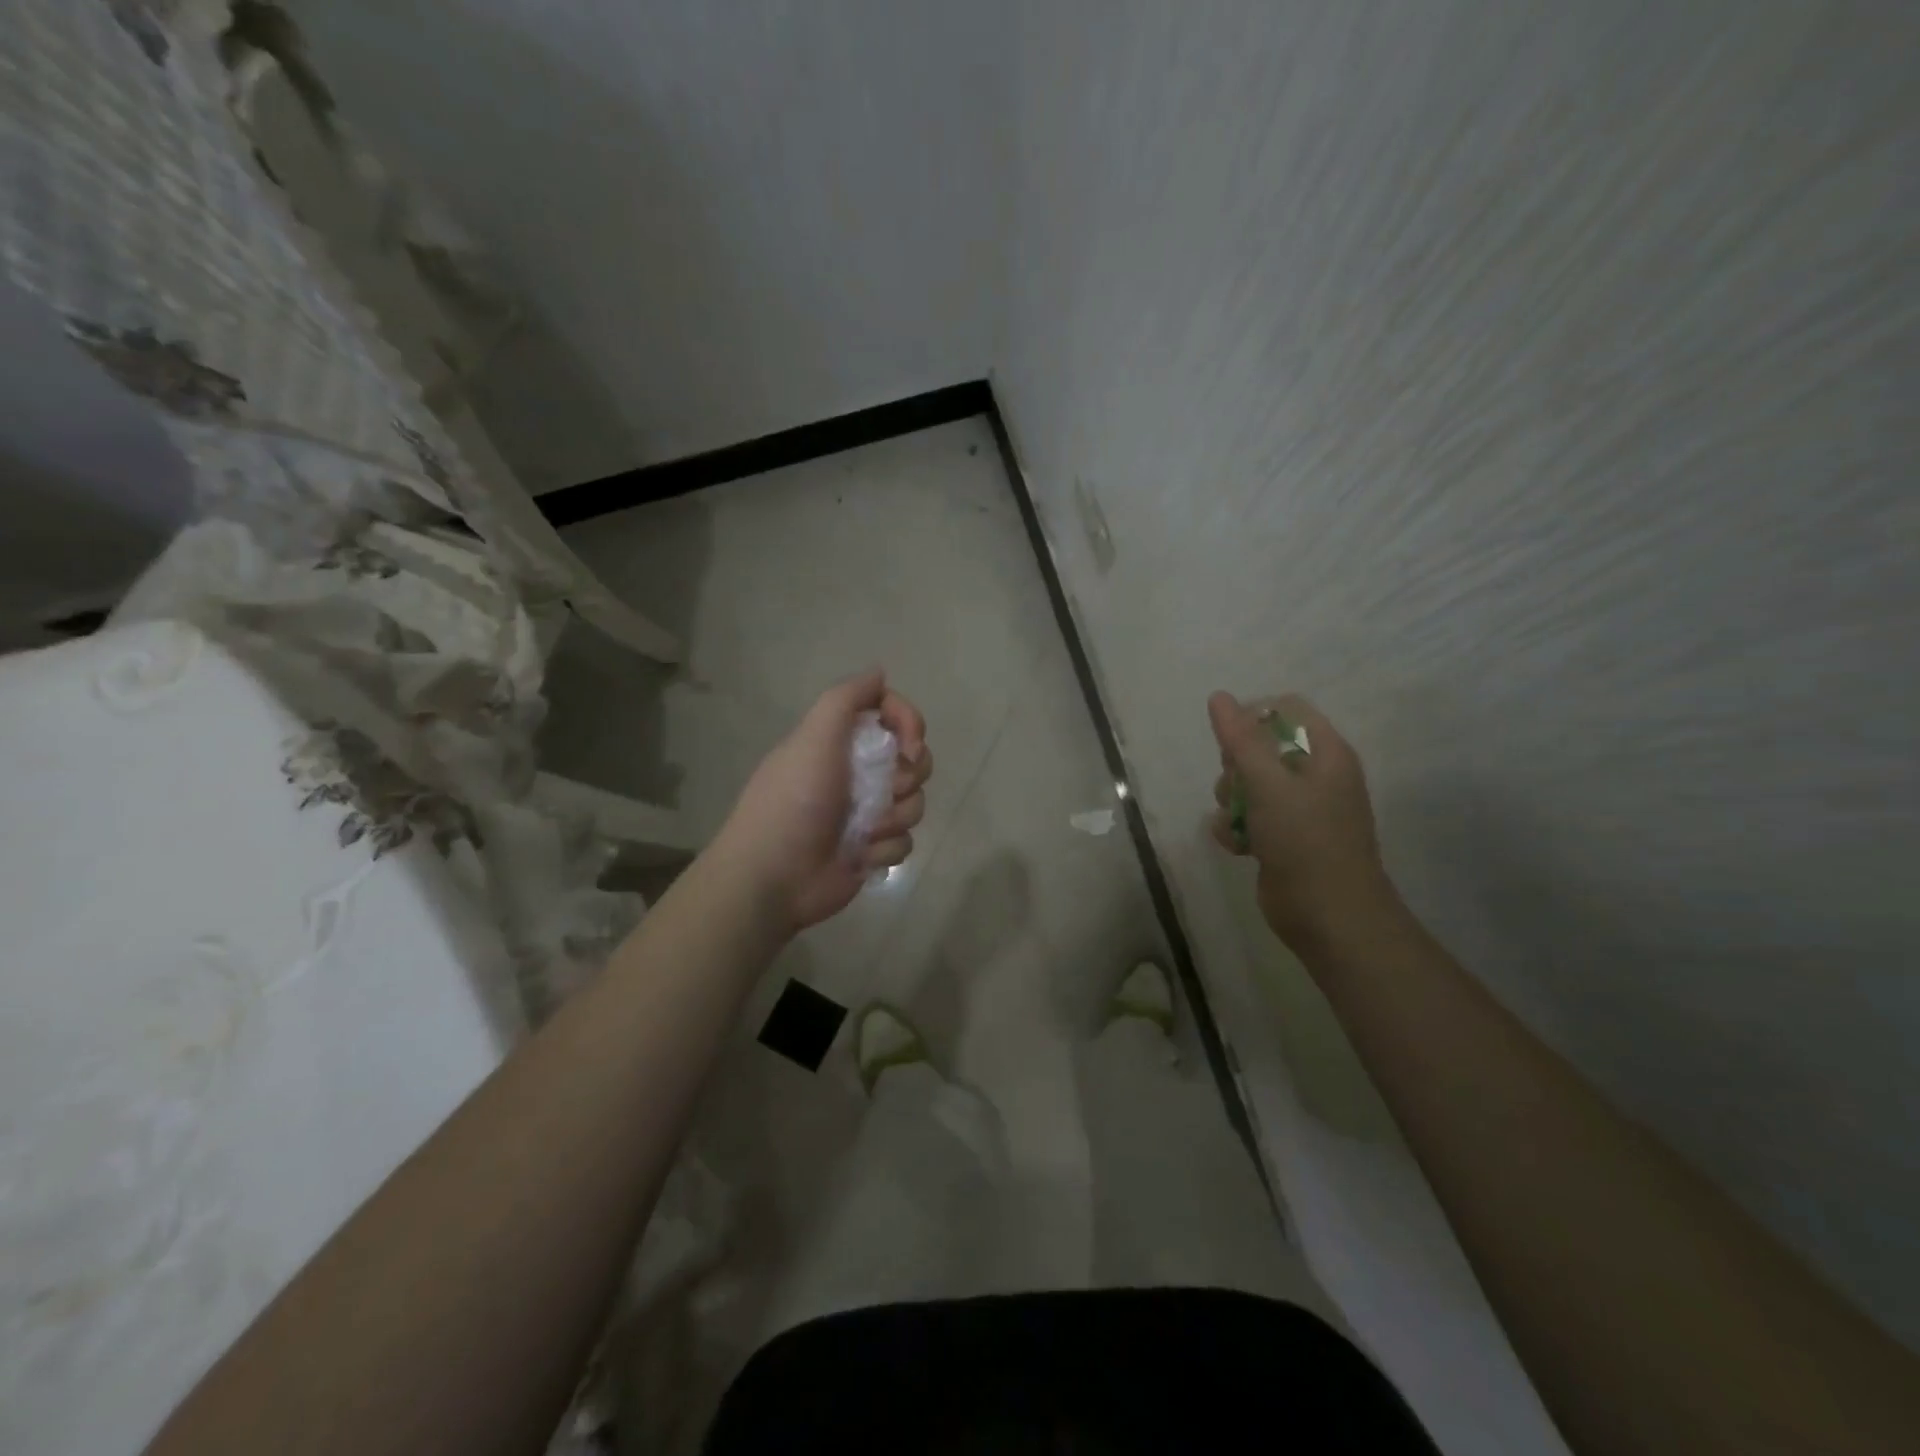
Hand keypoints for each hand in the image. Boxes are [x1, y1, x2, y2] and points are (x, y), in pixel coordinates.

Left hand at [717, 670, 932, 933]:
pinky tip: (860, 857)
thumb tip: (879, 672)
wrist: (774, 877)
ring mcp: (866, 812)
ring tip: (864, 831)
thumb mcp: (813, 737)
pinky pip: (905, 841)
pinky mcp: (871, 849)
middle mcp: (857, 772)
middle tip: (887, 789)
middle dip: (909, 775)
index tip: (909, 745)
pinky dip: (885, 849)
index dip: (909, 723)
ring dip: (894, 817)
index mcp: (841, 741)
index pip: (891, 714)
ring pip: (914, 802)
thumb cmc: (794, 801)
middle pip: (913, 759)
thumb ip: (847, 699)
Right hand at [1208, 691, 1396, 950]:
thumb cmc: (1305, 841)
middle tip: (1237, 786)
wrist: (1330, 917)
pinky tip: (1236, 846)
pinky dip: (1236, 827)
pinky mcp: (1283, 837)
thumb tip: (1219, 697)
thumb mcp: (1269, 784)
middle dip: (1236, 766)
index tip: (1229, 742)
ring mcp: (1299, 809)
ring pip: (1248, 784)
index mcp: (1326, 753)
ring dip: (1231, 800)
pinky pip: (1248, 816)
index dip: (1252, 717)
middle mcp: (1315, 776)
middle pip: (1259, 746)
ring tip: (1237, 822)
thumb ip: (1241, 739)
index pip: (1285, 709)